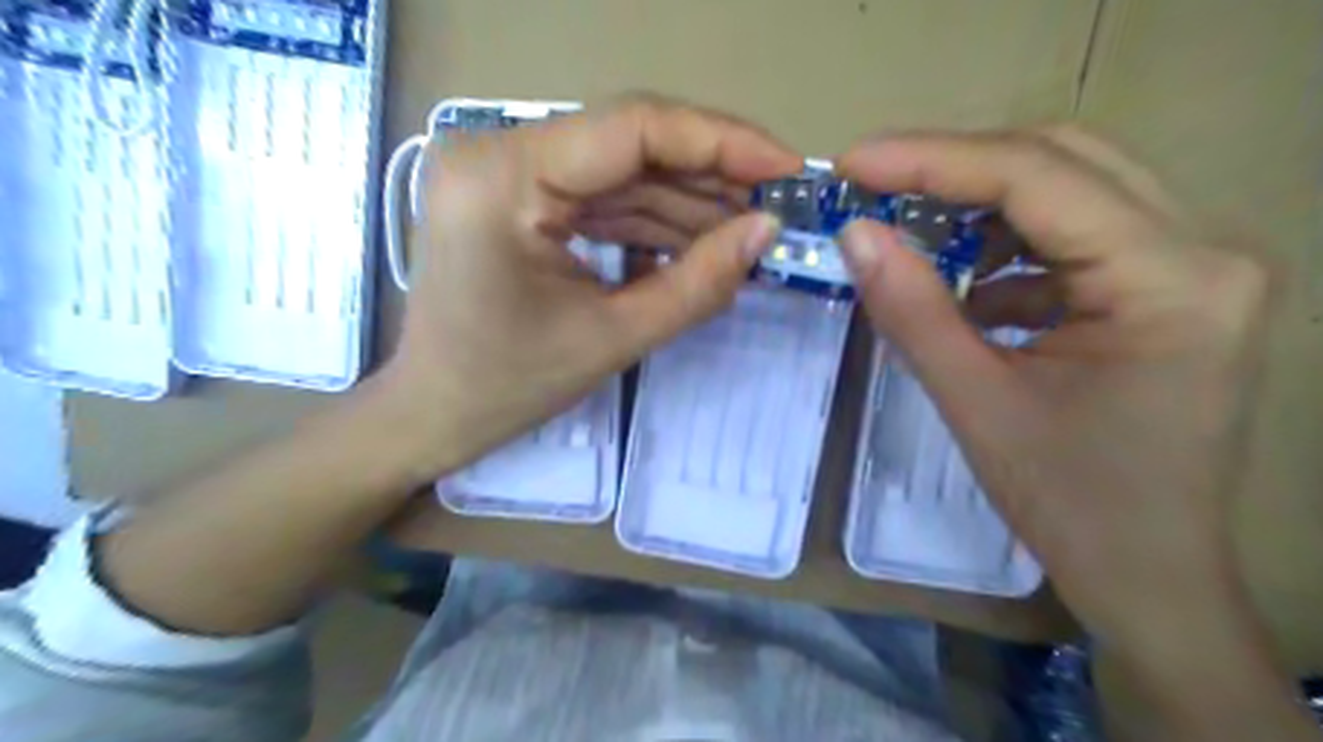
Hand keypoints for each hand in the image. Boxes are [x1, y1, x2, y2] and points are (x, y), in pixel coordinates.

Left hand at [376, 98, 801, 477]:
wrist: (435, 411)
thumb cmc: (508, 386)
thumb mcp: (613, 338)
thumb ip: (697, 284)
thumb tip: (766, 232)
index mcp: (504, 176)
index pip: (632, 128)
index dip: (721, 142)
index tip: (787, 168)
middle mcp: (498, 151)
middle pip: (629, 142)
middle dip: (710, 174)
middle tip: (775, 204)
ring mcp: (506, 171)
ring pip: (622, 170)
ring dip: (688, 201)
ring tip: (749, 230)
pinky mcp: (519, 196)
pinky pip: (602, 197)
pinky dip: (654, 219)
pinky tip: (701, 241)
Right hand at [835, 129, 1271, 659]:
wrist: (1148, 575)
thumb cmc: (1070, 504)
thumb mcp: (976, 403)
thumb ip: (912, 310)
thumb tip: (855, 234)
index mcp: (1172, 280)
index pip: (1039, 177)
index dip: (933, 160)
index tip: (853, 162)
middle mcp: (1204, 250)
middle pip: (1065, 161)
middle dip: (957, 168)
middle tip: (876, 185)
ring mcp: (1194, 267)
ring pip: (1072, 190)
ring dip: (982, 206)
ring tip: (913, 234)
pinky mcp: (1169, 289)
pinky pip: (1077, 237)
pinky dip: (1009, 248)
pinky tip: (967, 286)